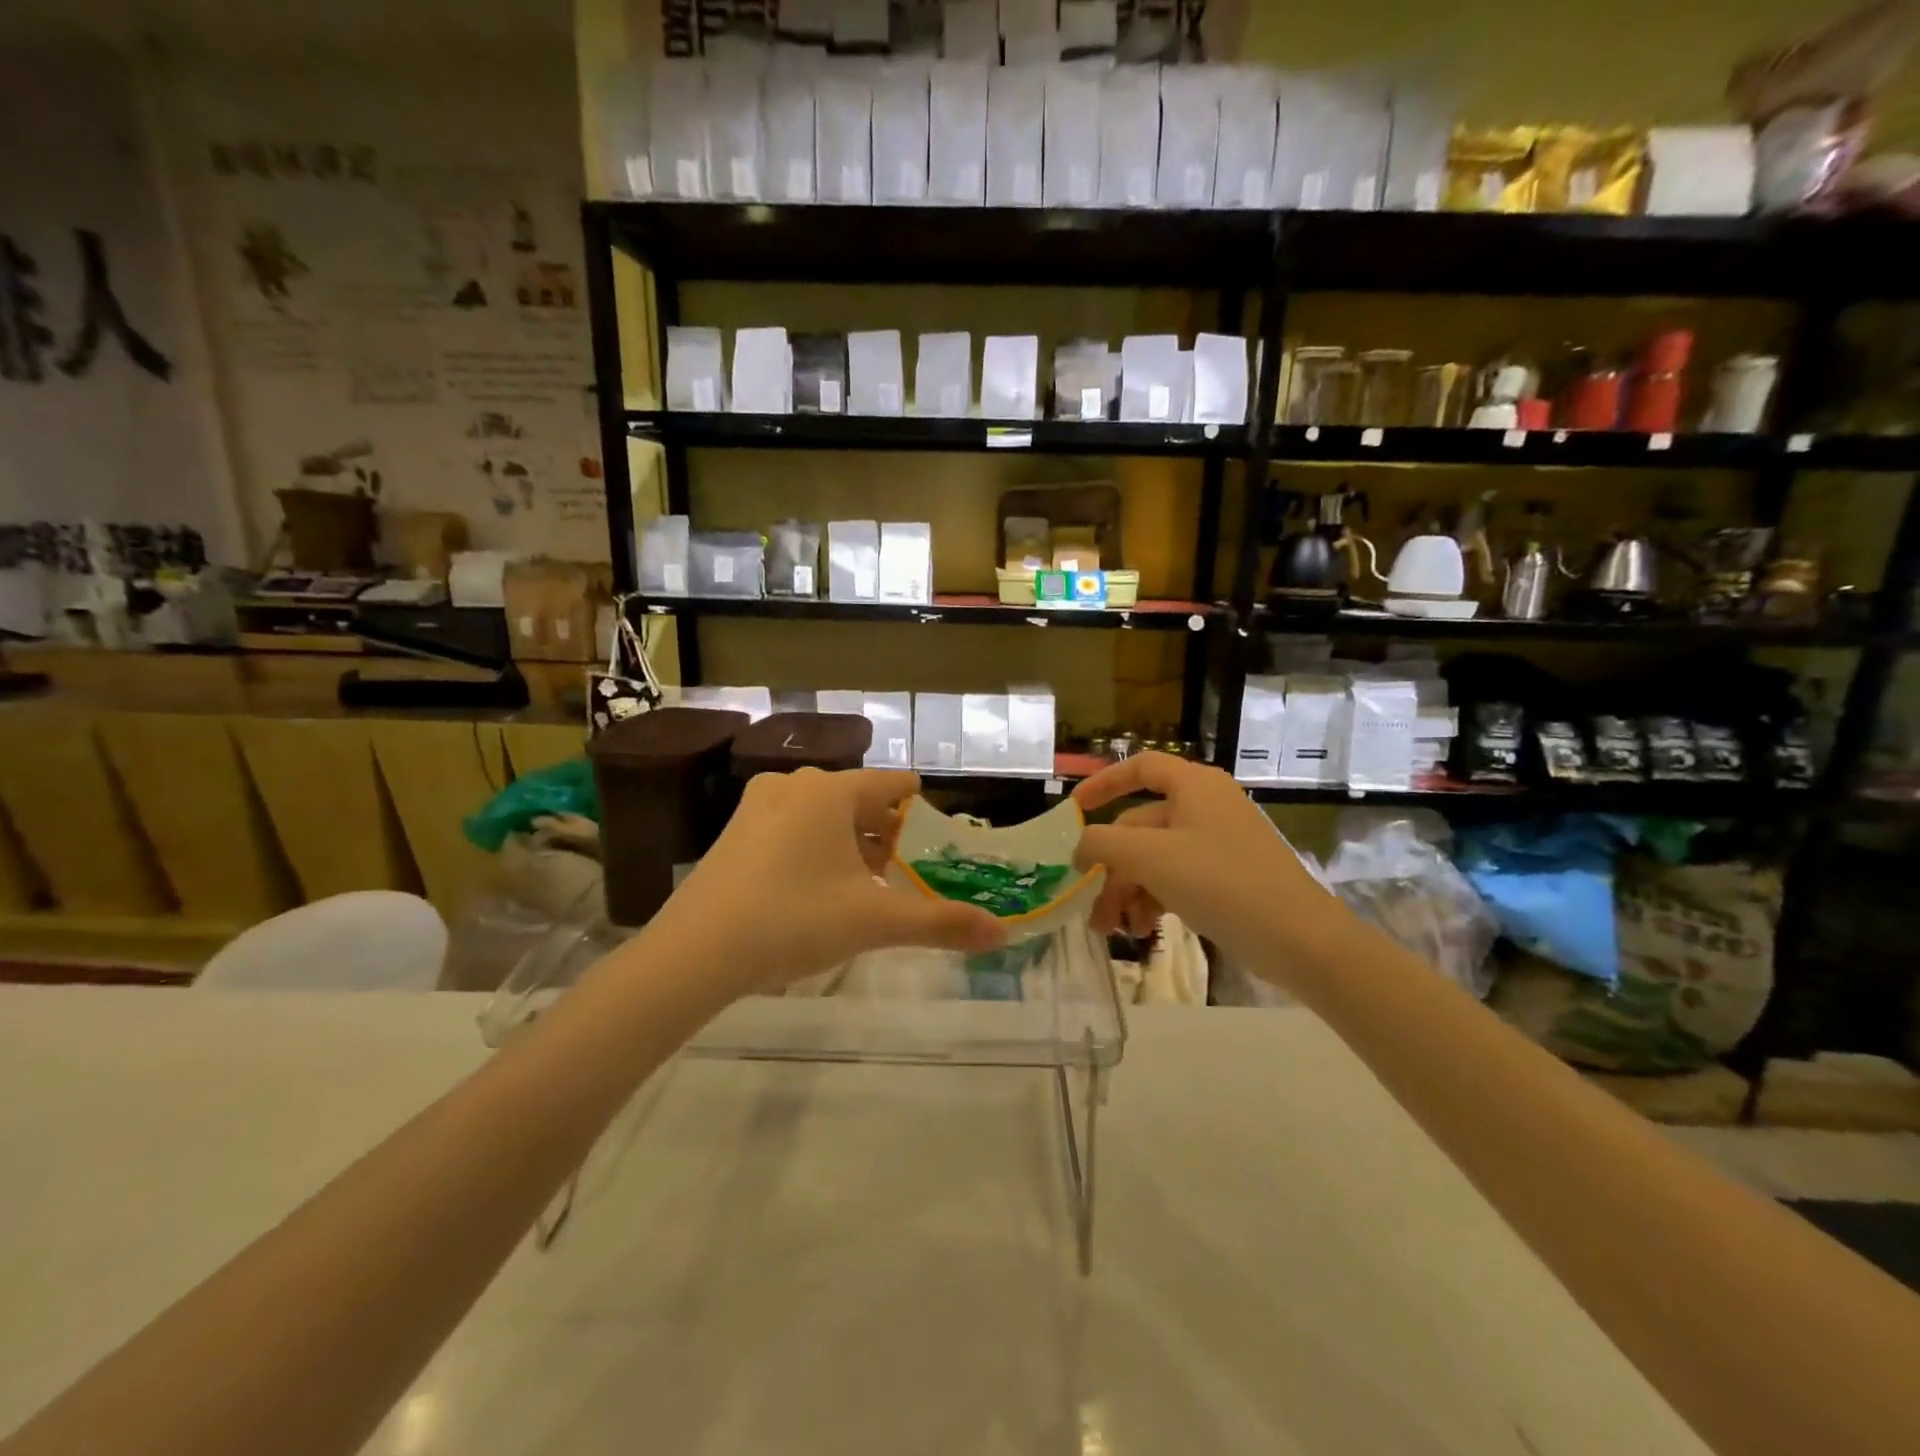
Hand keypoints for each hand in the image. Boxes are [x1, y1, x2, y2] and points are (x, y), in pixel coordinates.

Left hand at [651, 768, 1005, 996]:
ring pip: (824, 814)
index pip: (894, 783)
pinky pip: (793, 826)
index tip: (941, 834)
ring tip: (869, 883)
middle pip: (859, 799)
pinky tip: (819, 889)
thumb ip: (940, 923)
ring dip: (852, 842)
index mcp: (830, 791)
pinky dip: (817, 848)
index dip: (923, 808)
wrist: (694, 952)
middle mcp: (794, 784)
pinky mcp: (735, 831)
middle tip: (909, 870)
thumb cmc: (792, 920)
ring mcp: (758, 805)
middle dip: (887, 833)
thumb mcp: (872, 921)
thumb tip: (1003, 933)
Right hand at [1071, 753, 1335, 972]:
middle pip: (1140, 825)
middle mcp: (1205, 806)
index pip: (1140, 767)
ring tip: (1115, 929)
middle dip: (1112, 867)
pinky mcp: (1228, 875)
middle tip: (1091, 906)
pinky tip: (1144, 928)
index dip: (1103, 783)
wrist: (1300, 939)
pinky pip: (1178, 877)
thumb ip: (1103, 843)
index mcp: (1193, 786)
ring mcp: (1218, 842)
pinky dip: (1155, 898)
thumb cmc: (1221, 883)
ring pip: (1155, 857)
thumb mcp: (1150, 858)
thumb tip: (1080, 846)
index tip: (1074, 809)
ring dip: (1129, 889)